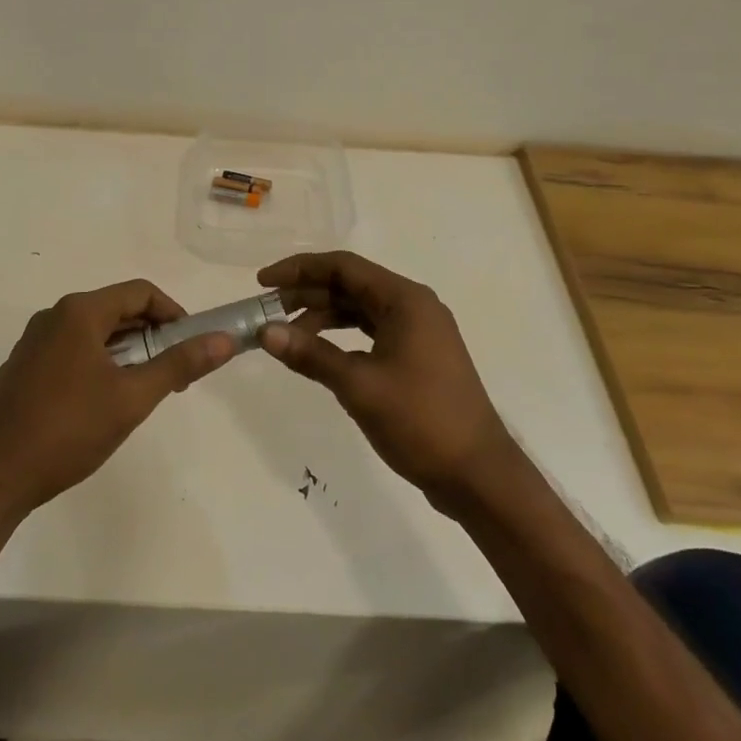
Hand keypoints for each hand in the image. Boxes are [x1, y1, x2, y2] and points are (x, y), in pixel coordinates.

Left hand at [0, 280, 233, 515]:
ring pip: (94, 332)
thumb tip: (223, 340)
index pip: (140, 292)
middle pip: (117, 309)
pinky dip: (99, 362)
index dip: (174, 313)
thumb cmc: (69, 430)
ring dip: (127, 350)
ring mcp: (34, 341)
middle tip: (174, 371)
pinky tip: (104, 401)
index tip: (192, 344)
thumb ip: (179, 363)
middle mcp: (54, 316)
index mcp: (79, 312)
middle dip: (152, 335)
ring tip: (144, 388)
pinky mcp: (23, 367)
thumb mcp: (133, 397)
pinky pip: (72, 349)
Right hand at [257, 252, 519, 511]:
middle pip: (351, 285)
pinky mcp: (418, 356)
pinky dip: (342, 337)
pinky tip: (319, 354)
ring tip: (286, 335)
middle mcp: (414, 306)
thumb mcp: (359, 386)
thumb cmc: (420, 421)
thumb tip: (265, 332)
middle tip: (267, 312)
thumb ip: (311, 355)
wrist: (477, 474)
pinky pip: (372, 331)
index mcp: (405, 300)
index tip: (262, 283)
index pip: (343, 266)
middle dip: (307, 294)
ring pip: (360, 309)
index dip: (299, 269)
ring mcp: (419, 332)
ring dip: (322, 317)